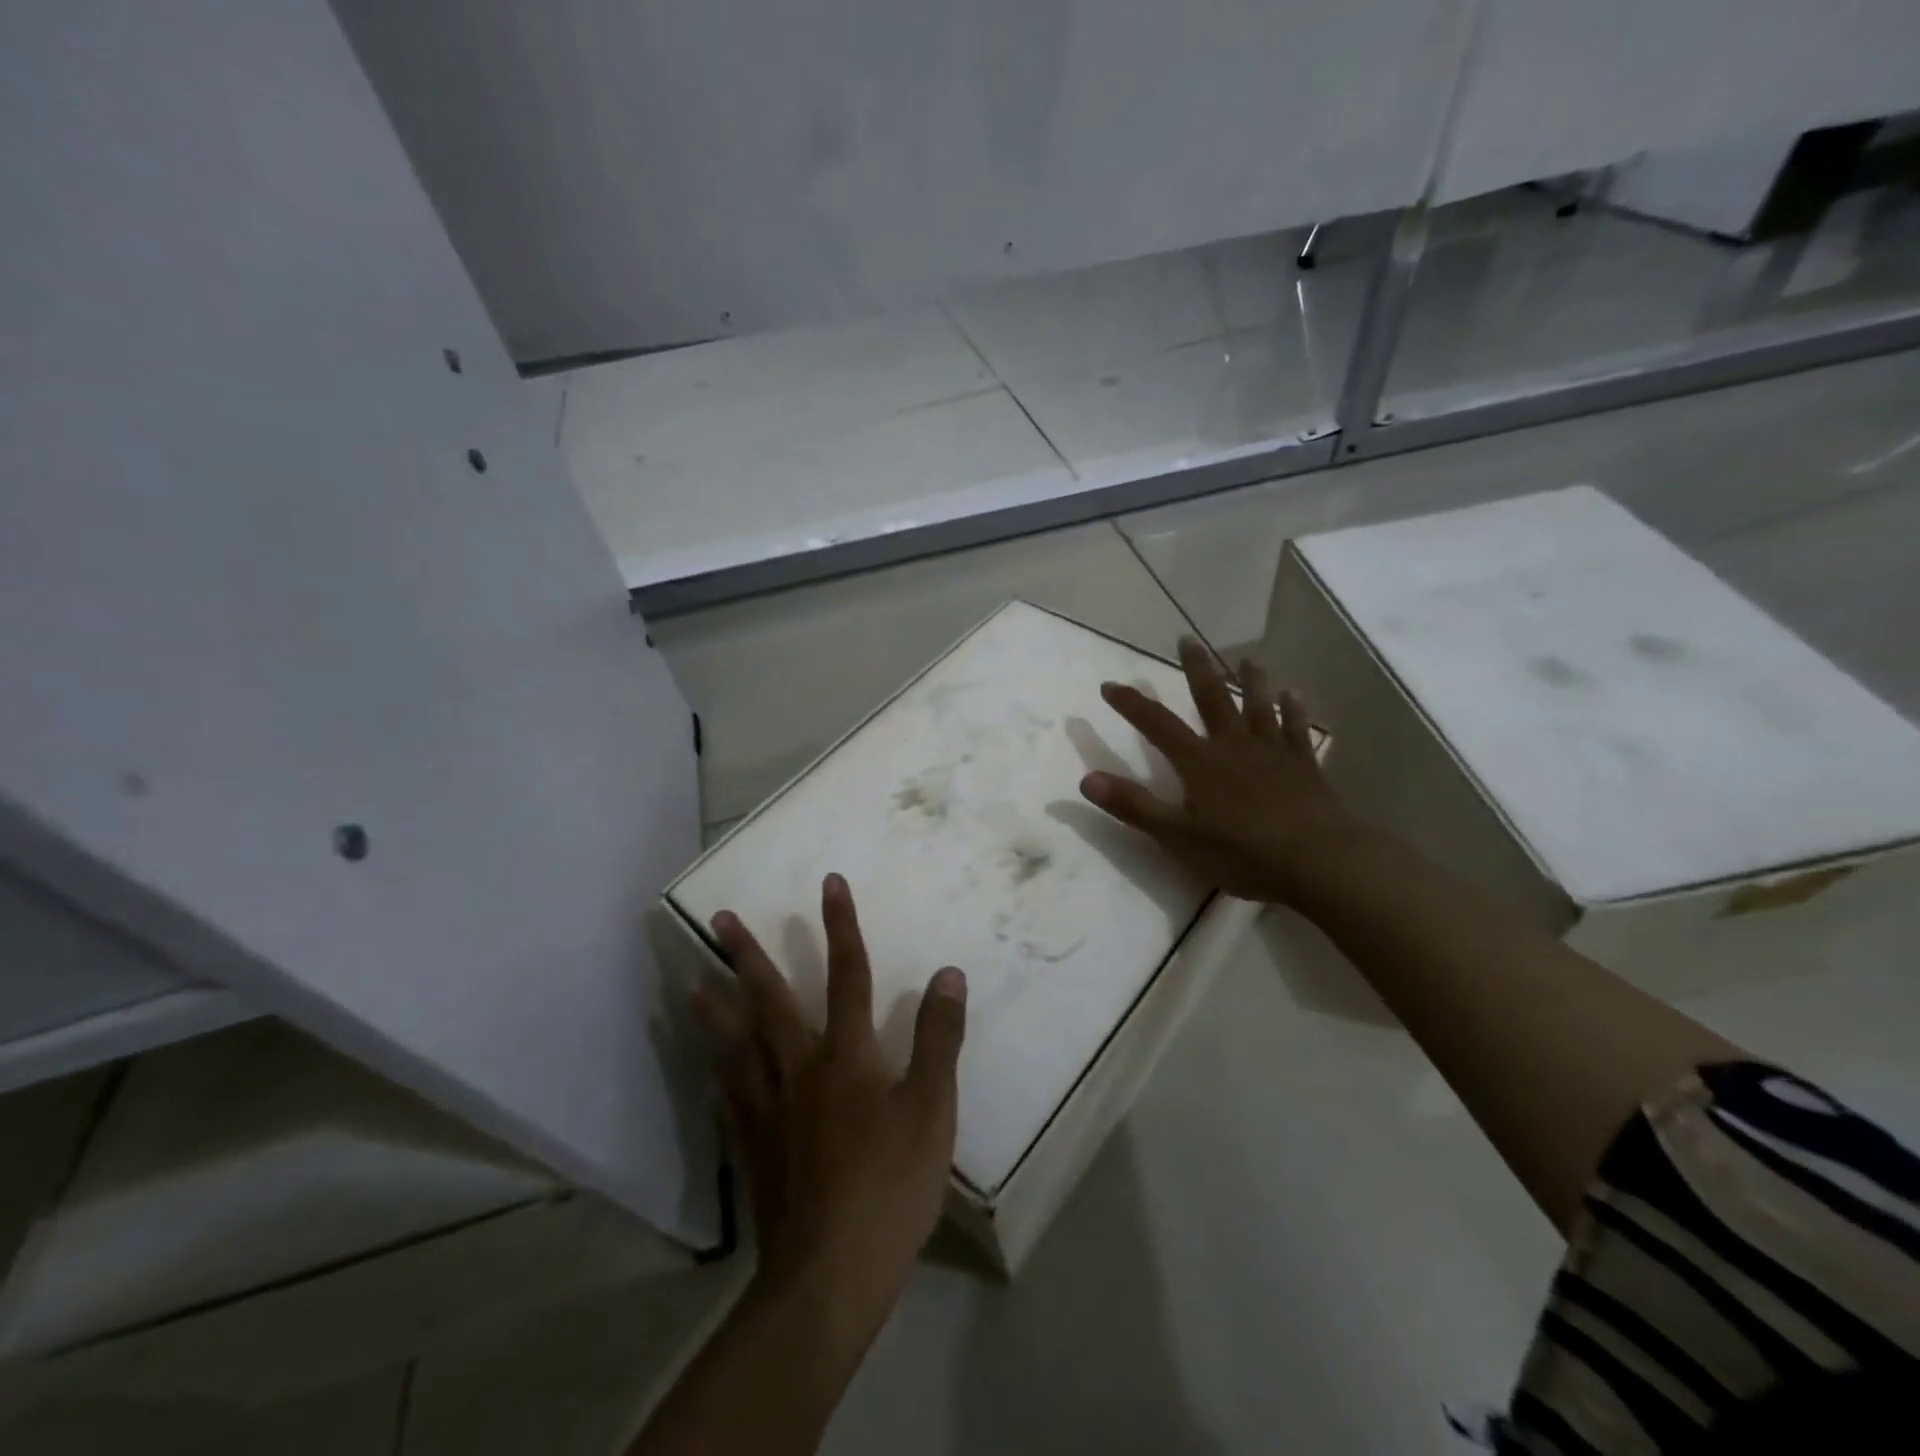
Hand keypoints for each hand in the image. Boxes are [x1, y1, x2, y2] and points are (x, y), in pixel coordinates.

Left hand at [692, 874, 966, 1342]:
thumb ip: (940, 1038)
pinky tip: (710, 1070)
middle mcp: (800, 1068)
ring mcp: (769, 1109)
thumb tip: (947, 973)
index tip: (829, 881)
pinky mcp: (753, 1148)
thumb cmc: (891, 1185)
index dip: (841, 925)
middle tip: (718, 920)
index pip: (847, 973)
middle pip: (770, 1000)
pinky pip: (730, 1100)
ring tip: (694, 982)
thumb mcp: (933, 1109)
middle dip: (747, 956)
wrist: (830, 1272)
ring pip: (737, 1045)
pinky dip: (719, 1076)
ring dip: (717, 1009)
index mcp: (846, 1054)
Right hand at [1078, 637, 1357, 904]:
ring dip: (1251, 680)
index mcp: (1200, 762)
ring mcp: (1273, 752)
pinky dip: (1294, 709)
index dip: (1132, 704)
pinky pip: (1296, 729)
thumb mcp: (1177, 837)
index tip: (1110, 684)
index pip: (1157, 724)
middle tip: (1187, 639)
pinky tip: (1295, 694)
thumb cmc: (1242, 852)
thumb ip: (1133, 806)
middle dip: (1196, 668)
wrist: (1319, 861)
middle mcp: (1234, 746)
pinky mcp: (1303, 766)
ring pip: (1259, 706)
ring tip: (1247, 658)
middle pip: (1212, 698)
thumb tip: (1086, 780)